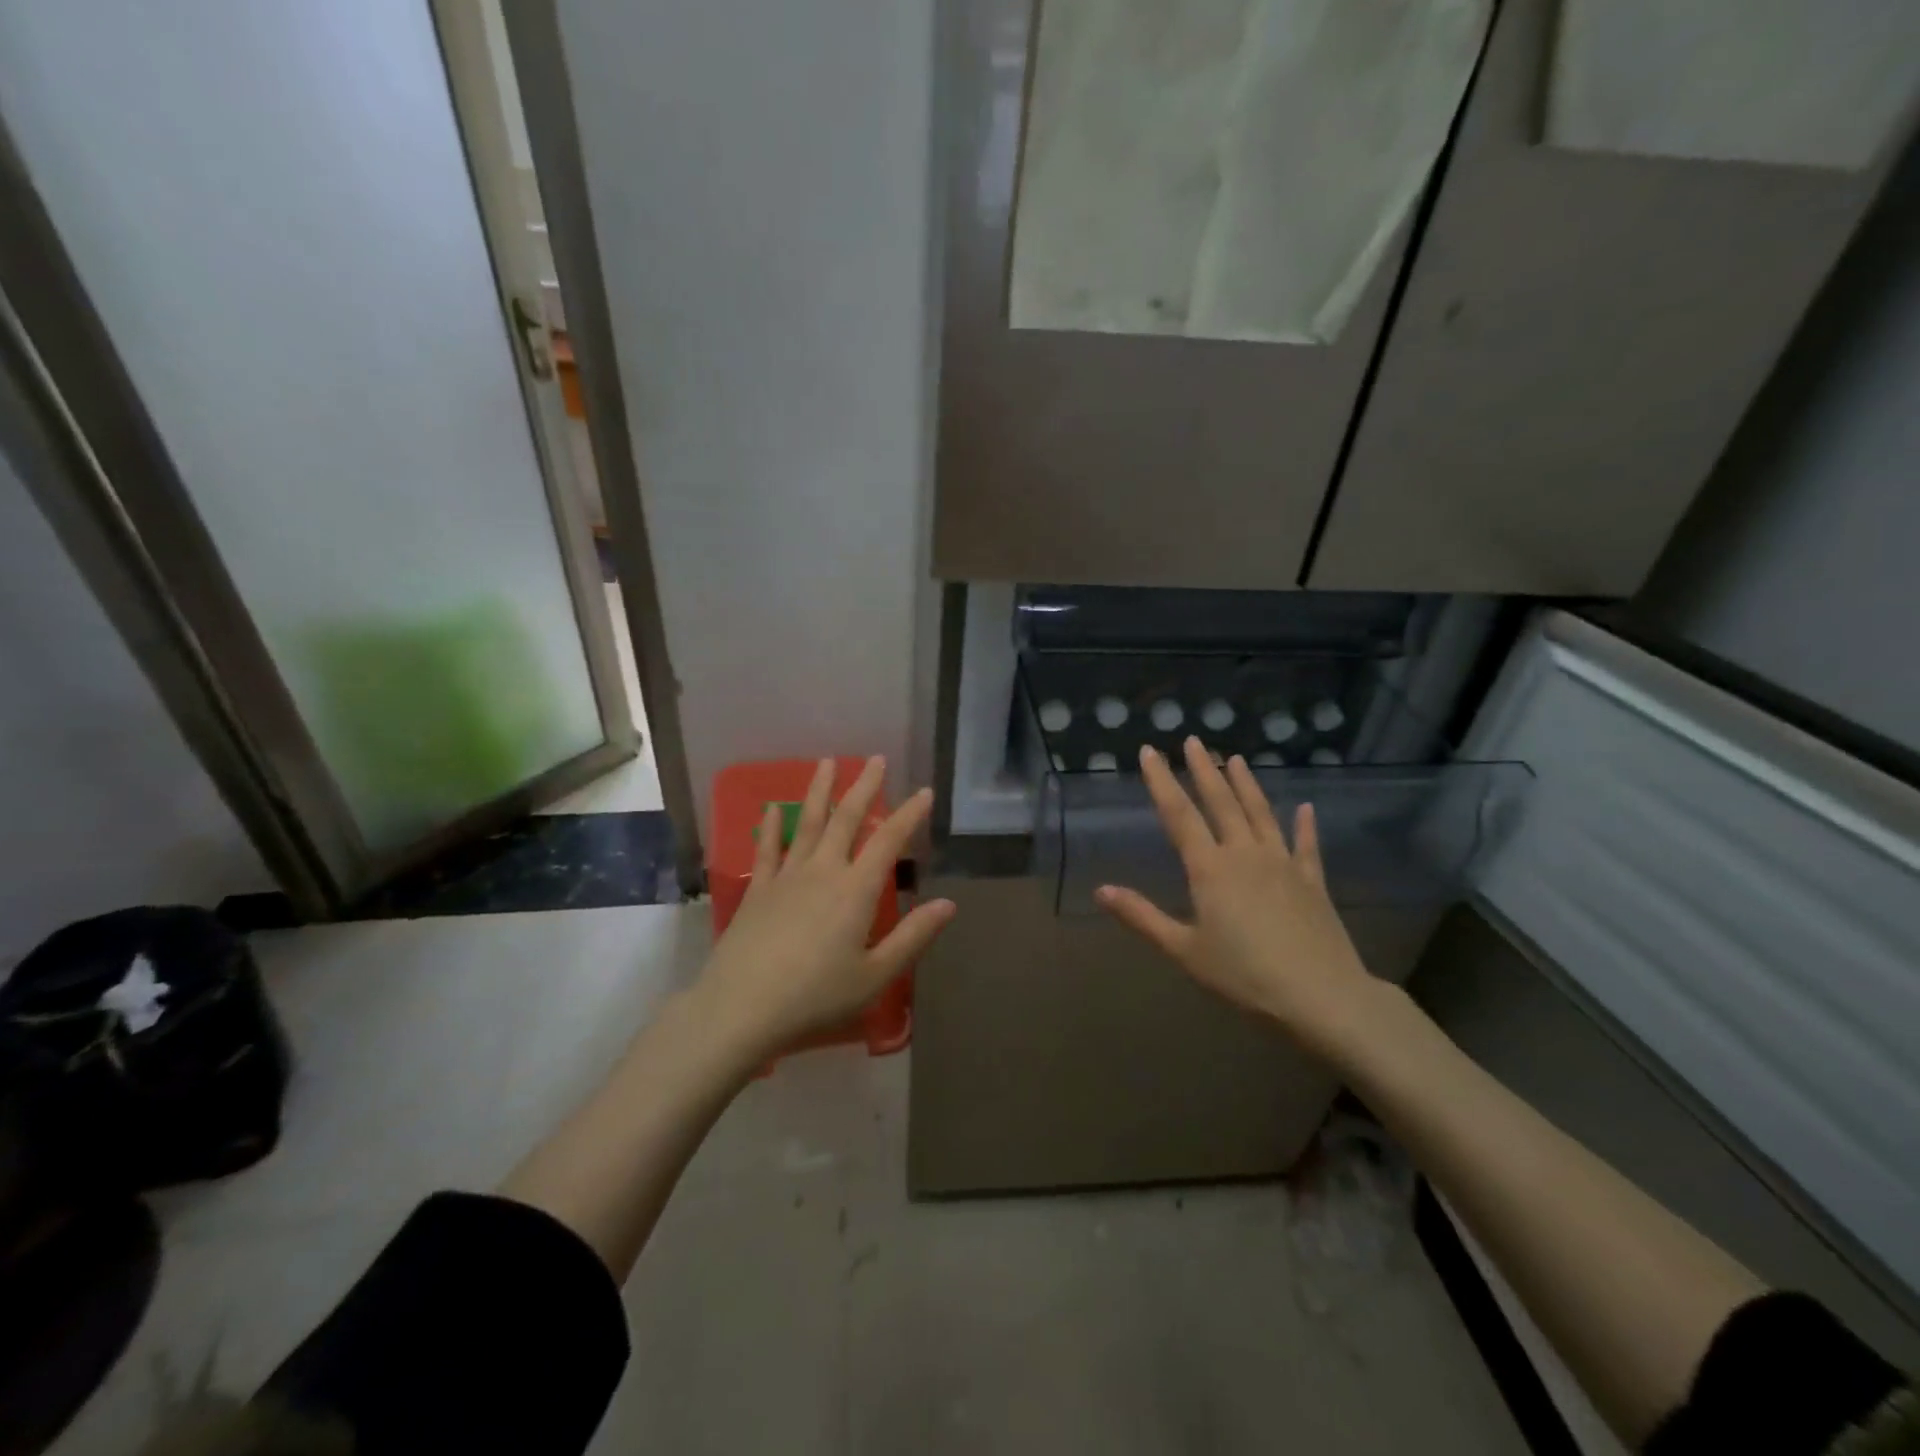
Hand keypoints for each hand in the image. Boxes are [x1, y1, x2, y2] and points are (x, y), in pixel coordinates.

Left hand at [696, 756, 955, 1058]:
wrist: (742, 1007)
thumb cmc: (816, 996)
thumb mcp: (875, 975)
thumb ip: (913, 937)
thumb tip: (948, 904)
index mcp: (856, 890)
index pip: (889, 841)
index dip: (909, 814)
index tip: (924, 792)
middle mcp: (823, 871)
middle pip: (847, 818)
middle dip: (864, 786)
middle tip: (876, 759)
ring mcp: (786, 877)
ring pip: (807, 823)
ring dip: (819, 791)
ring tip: (827, 762)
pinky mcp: (757, 890)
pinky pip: (766, 849)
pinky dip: (771, 827)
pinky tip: (772, 809)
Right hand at [1095, 738, 1384, 1063]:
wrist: (1323, 998)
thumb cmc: (1245, 977)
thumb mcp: (1185, 951)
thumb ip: (1142, 917)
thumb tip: (1101, 890)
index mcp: (1210, 869)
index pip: (1179, 815)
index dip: (1161, 781)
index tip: (1150, 751)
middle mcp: (1245, 855)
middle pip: (1221, 803)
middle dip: (1204, 770)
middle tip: (1194, 740)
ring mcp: (1283, 865)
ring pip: (1261, 814)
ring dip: (1247, 784)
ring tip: (1236, 758)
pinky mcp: (1313, 883)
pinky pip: (1306, 846)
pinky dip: (1305, 825)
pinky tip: (1306, 808)